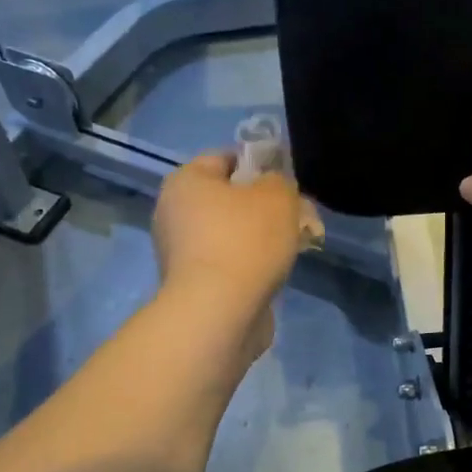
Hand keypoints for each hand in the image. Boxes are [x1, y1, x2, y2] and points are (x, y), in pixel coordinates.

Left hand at [153, 152, 305, 356]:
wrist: (219, 313)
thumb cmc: (246, 241)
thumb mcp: (277, 195)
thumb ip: (279, 181)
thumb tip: (271, 188)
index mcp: (185, 182)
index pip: (224, 158)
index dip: (259, 164)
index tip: (286, 182)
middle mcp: (174, 213)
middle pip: (228, 198)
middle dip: (264, 205)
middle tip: (297, 215)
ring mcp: (180, 252)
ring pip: (230, 232)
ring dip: (260, 237)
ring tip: (294, 245)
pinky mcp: (192, 285)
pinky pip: (228, 262)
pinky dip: (250, 264)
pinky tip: (275, 272)